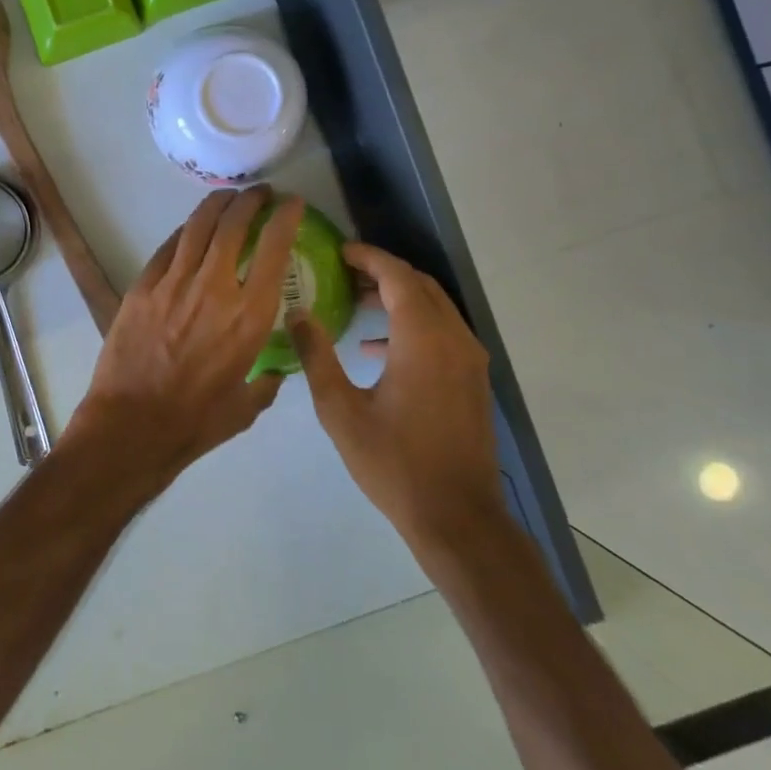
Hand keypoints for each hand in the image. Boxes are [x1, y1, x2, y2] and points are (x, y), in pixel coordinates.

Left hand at [73, 187, 305, 487]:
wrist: (133, 423)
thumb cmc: (196, 421)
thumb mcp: (247, 406)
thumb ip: (266, 383)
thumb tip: (274, 372)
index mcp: (250, 316)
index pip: (274, 250)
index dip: (285, 218)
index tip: (291, 204)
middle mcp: (215, 288)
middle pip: (233, 225)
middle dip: (249, 200)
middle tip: (258, 193)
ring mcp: (174, 283)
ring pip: (197, 227)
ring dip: (216, 205)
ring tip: (227, 197)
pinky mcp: (143, 287)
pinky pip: (168, 248)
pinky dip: (185, 232)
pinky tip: (191, 230)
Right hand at [287, 243, 505, 557]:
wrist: (457, 517)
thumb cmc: (393, 463)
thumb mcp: (340, 410)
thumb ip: (316, 355)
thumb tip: (297, 314)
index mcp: (422, 340)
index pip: (398, 277)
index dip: (368, 258)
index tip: (338, 252)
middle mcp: (454, 340)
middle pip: (420, 286)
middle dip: (383, 272)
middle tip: (343, 272)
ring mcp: (470, 361)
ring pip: (435, 308)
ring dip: (398, 297)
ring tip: (356, 302)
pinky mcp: (473, 380)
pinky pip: (443, 332)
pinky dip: (412, 324)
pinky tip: (377, 349)